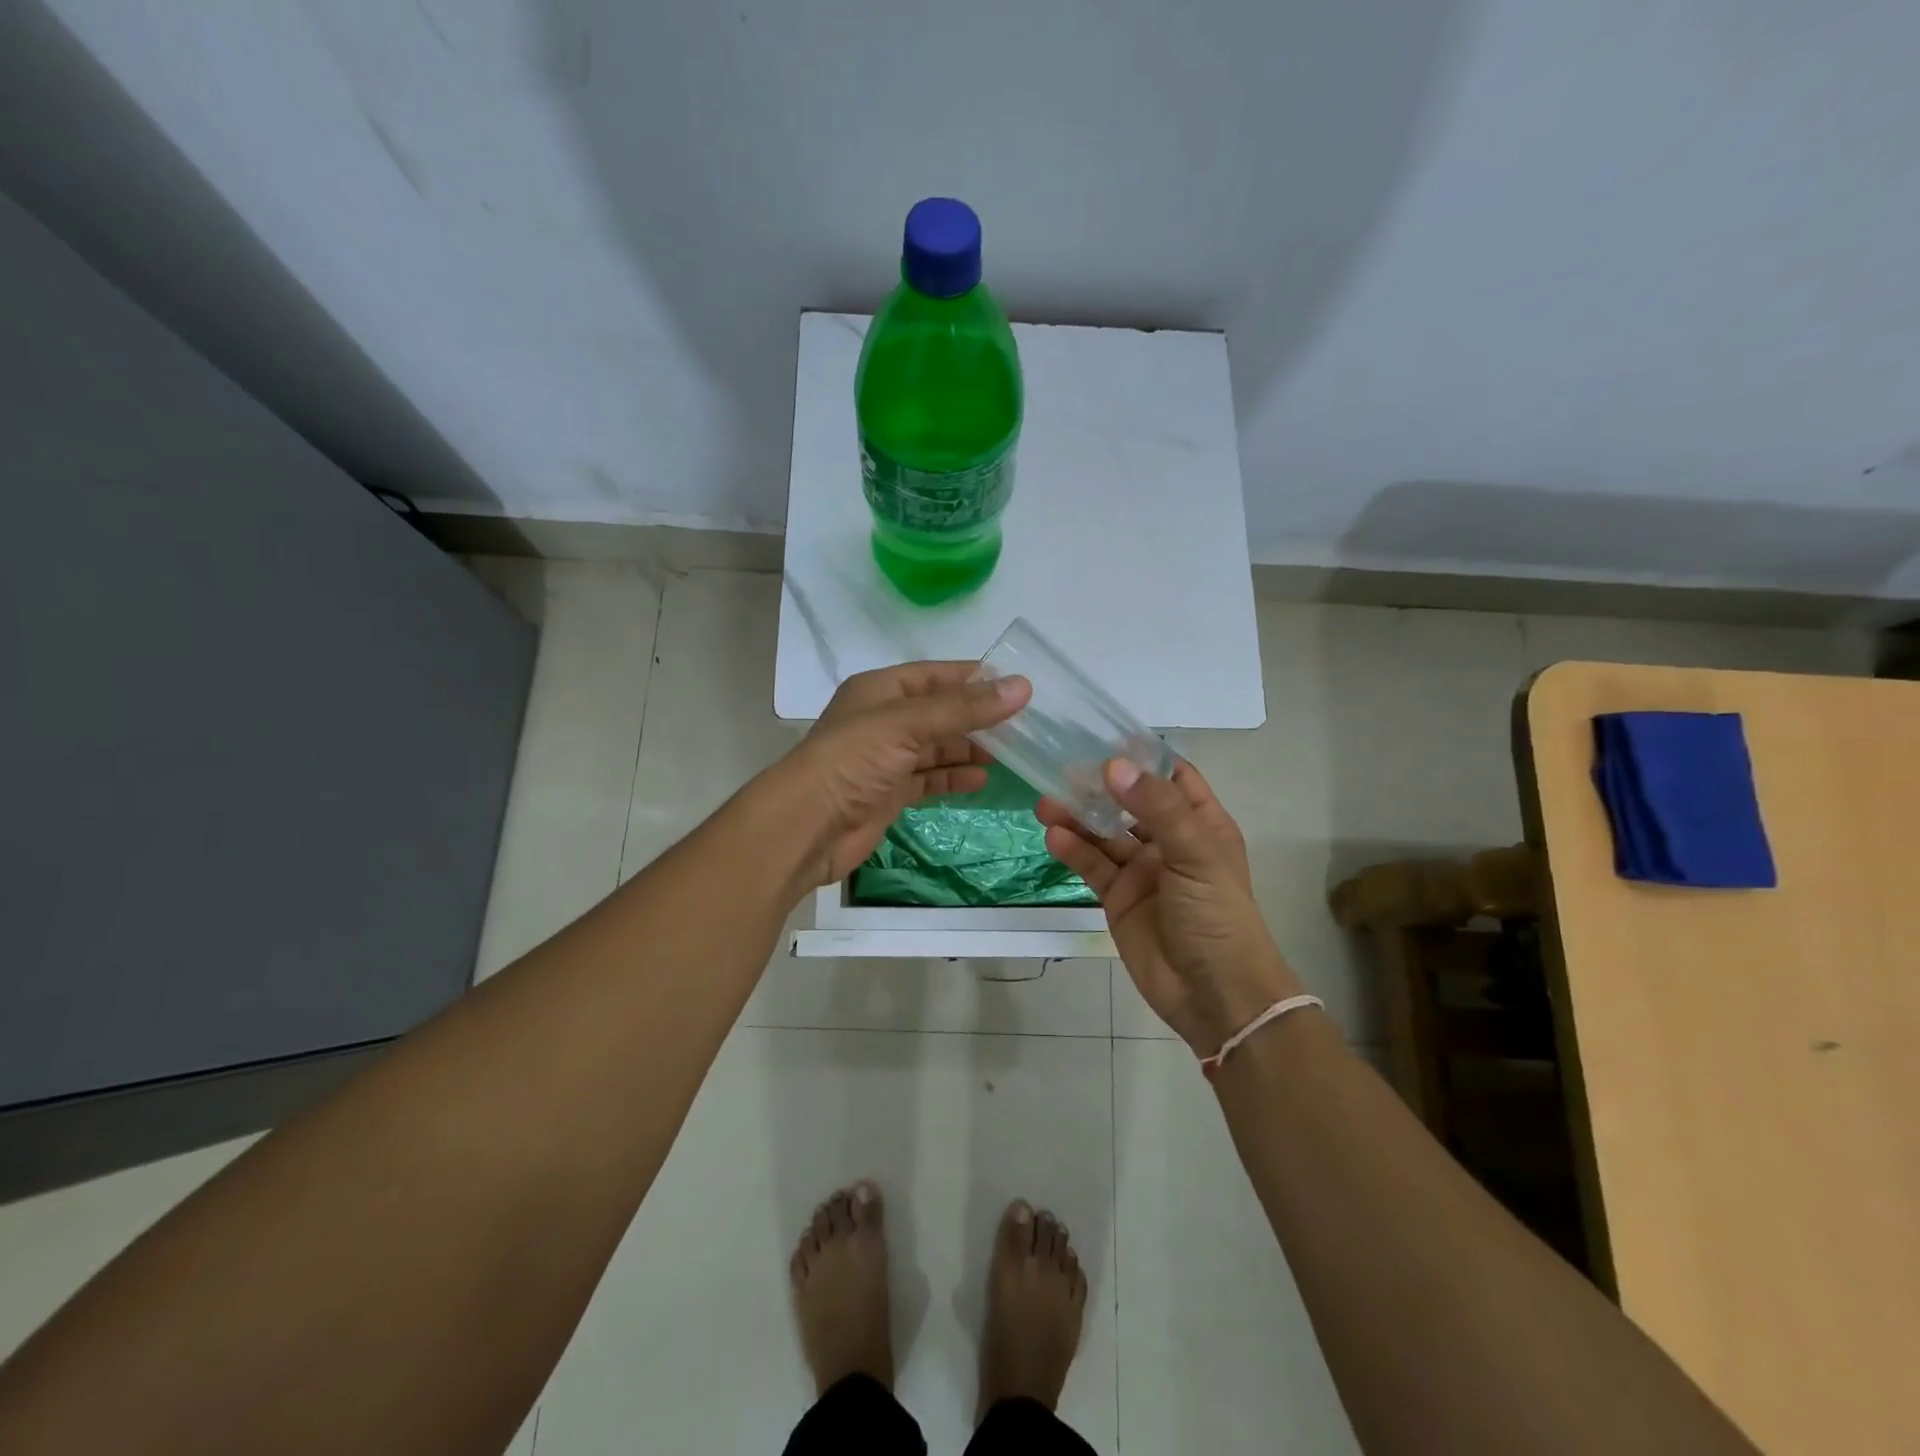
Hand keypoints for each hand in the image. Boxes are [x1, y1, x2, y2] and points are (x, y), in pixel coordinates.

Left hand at [779, 661, 1030, 887]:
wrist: (806, 827)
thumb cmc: (852, 761)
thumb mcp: (907, 724)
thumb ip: (963, 709)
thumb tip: (1023, 688)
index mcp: (879, 690)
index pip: (934, 675)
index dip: (972, 678)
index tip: (1015, 685)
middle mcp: (882, 720)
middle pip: (939, 712)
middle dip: (977, 718)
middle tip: (1023, 725)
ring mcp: (885, 759)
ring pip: (936, 747)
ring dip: (969, 749)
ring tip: (1011, 754)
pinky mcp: (889, 793)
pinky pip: (929, 779)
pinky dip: (953, 778)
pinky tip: (982, 780)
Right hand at [1038, 759, 1303, 1055]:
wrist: (1216, 995)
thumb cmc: (1218, 916)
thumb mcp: (1195, 854)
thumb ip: (1156, 808)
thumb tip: (1113, 764)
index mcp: (1201, 823)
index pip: (1171, 776)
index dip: (1141, 756)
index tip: (1103, 736)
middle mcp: (1169, 841)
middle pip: (1128, 802)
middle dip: (1097, 786)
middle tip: (1060, 769)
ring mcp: (1142, 870)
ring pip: (1104, 833)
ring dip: (1077, 817)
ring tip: (1046, 803)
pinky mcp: (1118, 897)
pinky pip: (1092, 865)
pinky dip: (1073, 850)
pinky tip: (1053, 838)